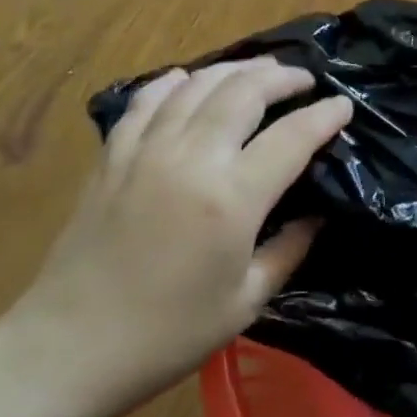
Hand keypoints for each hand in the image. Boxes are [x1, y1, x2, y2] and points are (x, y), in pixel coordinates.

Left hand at [6, 58, 352, 412]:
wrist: (73, 346)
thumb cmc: (169, 334)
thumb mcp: (246, 302)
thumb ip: (289, 250)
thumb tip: (317, 215)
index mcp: (232, 198)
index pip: (292, 137)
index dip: (324, 116)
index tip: (343, 105)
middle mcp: (191, 158)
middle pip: (244, 92)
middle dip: (282, 78)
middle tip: (303, 80)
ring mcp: (146, 150)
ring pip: (197, 84)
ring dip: (235, 69)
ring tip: (259, 72)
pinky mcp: (113, 155)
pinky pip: (147, 100)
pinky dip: (175, 82)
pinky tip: (189, 80)